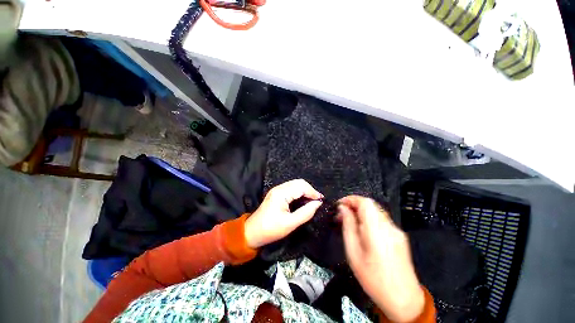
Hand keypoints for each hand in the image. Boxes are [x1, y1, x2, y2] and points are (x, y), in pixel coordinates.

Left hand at [244, 179, 322, 248]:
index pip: (301, 186)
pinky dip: (299, 193)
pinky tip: (302, 201)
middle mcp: (279, 188)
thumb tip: (318, 203)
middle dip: (309, 190)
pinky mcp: (276, 193)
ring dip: (305, 191)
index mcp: (281, 194)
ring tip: (311, 201)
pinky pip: (291, 189)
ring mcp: (277, 190)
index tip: (321, 201)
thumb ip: (306, 213)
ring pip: (295, 184)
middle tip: (316, 201)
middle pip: (298, 182)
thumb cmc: (270, 230)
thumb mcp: (290, 224)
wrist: (252, 232)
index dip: (313, 192)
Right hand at [338, 196, 424, 322]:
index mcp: (377, 231)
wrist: (403, 299)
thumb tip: (343, 209)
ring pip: (375, 211)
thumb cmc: (374, 279)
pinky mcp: (399, 236)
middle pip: (370, 204)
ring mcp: (396, 231)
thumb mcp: (354, 253)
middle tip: (342, 215)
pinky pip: (381, 219)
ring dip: (361, 211)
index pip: (365, 202)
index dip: (350, 199)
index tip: (339, 205)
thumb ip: (348, 227)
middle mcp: (389, 227)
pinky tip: (362, 230)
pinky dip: (369, 218)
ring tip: (349, 222)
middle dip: (354, 205)